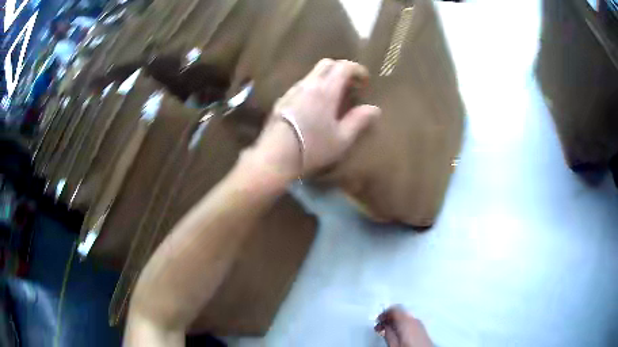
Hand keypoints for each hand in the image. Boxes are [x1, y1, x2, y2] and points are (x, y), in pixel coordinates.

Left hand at [250, 59, 381, 180]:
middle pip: (326, 64)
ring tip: (333, 97)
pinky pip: (302, 86)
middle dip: (341, 69)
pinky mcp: (282, 99)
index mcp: (326, 90)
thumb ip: (359, 120)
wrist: (274, 157)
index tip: (365, 80)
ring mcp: (292, 90)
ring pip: (312, 74)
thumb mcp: (342, 138)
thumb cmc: (312, 147)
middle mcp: (308, 84)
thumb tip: (375, 109)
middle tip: (350, 85)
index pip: (343, 66)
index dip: (357, 69)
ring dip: (326, 78)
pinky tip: (314, 106)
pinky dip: (313, 87)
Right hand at [375, 306, 433, 346]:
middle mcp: (414, 319)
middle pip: (399, 313)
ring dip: (395, 322)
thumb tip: (385, 326)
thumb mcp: (393, 344)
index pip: (394, 309)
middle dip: (389, 318)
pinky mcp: (422, 328)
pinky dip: (402, 324)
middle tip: (380, 326)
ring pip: (404, 317)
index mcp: (406, 321)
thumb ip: (388, 333)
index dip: (384, 313)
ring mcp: (420, 323)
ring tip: (387, 331)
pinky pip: (410, 322)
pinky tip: (397, 332)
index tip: (378, 319)